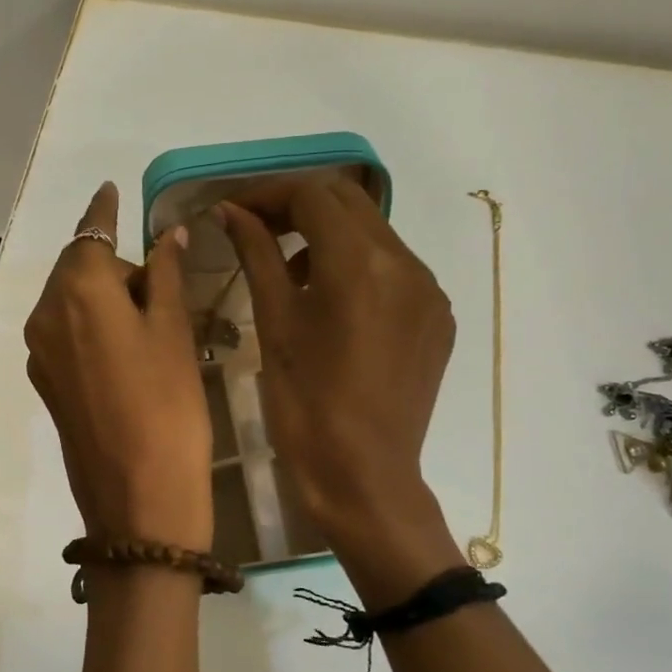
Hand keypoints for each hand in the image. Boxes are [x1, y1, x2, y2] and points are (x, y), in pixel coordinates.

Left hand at [25, 183, 212, 552]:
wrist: (138, 498)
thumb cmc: (168, 404)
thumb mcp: (174, 331)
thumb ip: (165, 274)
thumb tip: (165, 235)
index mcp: (78, 291)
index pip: (91, 234)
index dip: (104, 211)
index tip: (111, 189)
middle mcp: (46, 315)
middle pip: (80, 270)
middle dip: (117, 268)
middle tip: (164, 289)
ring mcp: (41, 353)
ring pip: (73, 304)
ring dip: (106, 300)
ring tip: (151, 327)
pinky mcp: (47, 384)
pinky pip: (69, 336)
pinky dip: (93, 328)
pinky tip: (127, 355)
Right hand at [220, 178, 462, 597]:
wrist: (363, 477)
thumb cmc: (306, 405)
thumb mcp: (274, 324)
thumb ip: (257, 256)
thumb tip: (233, 212)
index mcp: (360, 264)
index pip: (313, 195)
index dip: (268, 194)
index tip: (234, 213)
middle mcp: (407, 264)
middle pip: (349, 202)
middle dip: (299, 206)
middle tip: (258, 230)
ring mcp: (429, 291)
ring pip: (375, 233)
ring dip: (329, 234)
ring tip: (292, 270)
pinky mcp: (438, 318)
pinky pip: (396, 268)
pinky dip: (358, 265)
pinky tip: (333, 301)